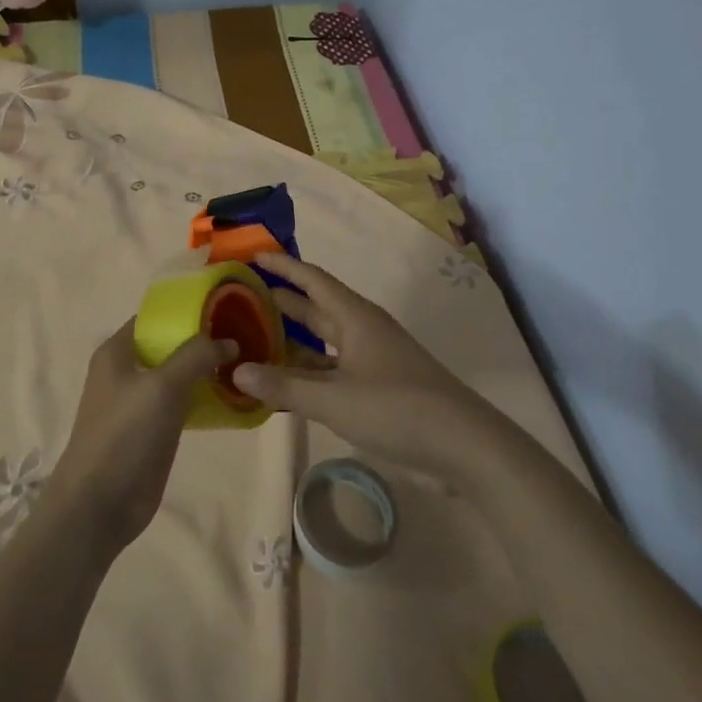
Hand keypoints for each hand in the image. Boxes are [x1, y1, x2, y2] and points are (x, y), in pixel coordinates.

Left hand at [46, 321, 235, 557]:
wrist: (100, 503)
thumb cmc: (125, 434)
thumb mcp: (163, 386)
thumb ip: (196, 356)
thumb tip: (229, 340)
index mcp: (117, 351)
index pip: (154, 318)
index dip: (187, 312)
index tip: (226, 310)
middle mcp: (125, 371)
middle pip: (168, 346)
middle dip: (202, 341)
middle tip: (245, 336)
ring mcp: (138, 402)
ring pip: (177, 375)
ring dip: (205, 371)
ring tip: (246, 363)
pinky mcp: (152, 430)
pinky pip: (181, 403)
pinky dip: (203, 398)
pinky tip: (232, 397)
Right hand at [234, 253, 490, 479]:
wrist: (465, 446)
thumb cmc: (397, 408)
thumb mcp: (333, 399)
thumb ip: (284, 386)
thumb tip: (237, 370)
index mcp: (355, 317)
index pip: (312, 279)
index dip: (283, 266)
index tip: (253, 255)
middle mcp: (362, 330)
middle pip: (316, 308)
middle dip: (281, 302)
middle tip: (241, 299)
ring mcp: (372, 359)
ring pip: (323, 342)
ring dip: (292, 341)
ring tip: (253, 340)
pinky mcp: (378, 387)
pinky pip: (332, 370)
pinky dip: (308, 372)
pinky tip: (285, 384)